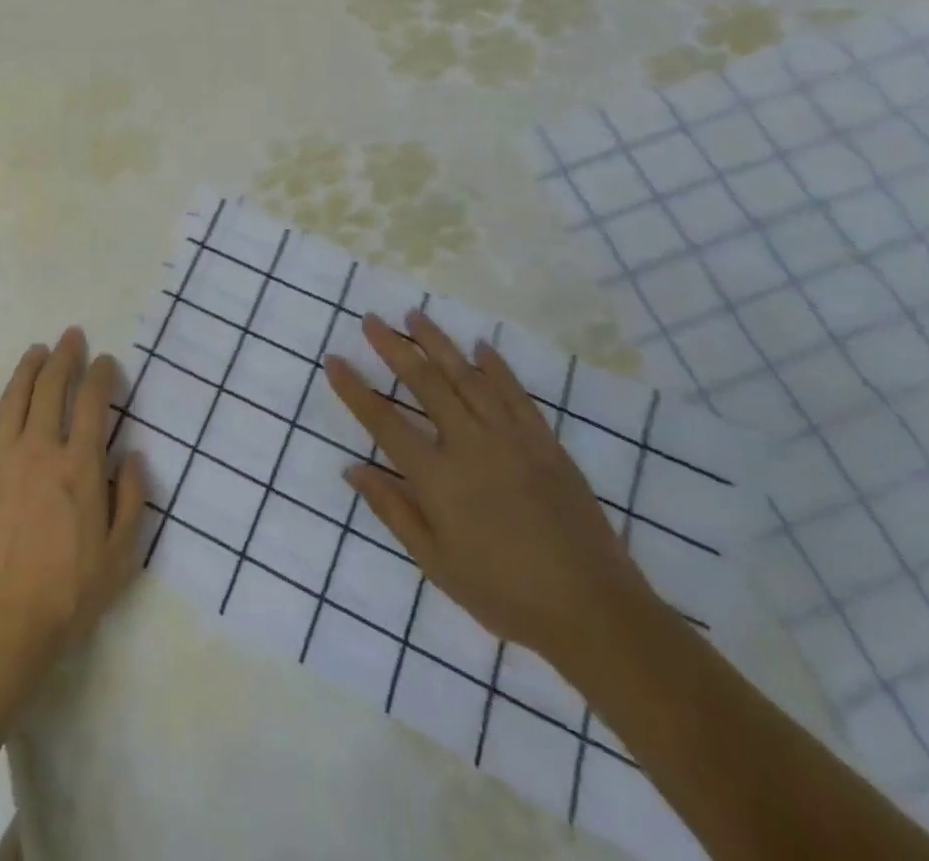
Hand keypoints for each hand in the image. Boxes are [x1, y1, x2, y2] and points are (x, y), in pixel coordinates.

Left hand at [0, 328, 145, 686]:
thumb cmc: (66, 595)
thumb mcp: (120, 556)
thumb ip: (132, 500)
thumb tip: (134, 454)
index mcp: (79, 465)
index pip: (93, 403)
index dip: (100, 376)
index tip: (105, 361)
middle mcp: (39, 448)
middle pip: (51, 388)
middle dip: (64, 357)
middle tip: (70, 337)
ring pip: (12, 398)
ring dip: (26, 369)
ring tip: (36, 350)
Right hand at [325, 310, 656, 668]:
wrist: (594, 612)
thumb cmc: (504, 594)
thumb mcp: (436, 563)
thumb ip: (393, 511)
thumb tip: (353, 469)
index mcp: (438, 478)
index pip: (384, 422)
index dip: (355, 389)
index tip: (334, 359)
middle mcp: (470, 446)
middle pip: (424, 384)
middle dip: (393, 348)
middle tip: (371, 319)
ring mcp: (511, 439)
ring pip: (467, 377)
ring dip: (438, 343)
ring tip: (415, 315)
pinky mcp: (545, 443)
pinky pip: (516, 394)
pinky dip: (496, 367)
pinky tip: (480, 347)